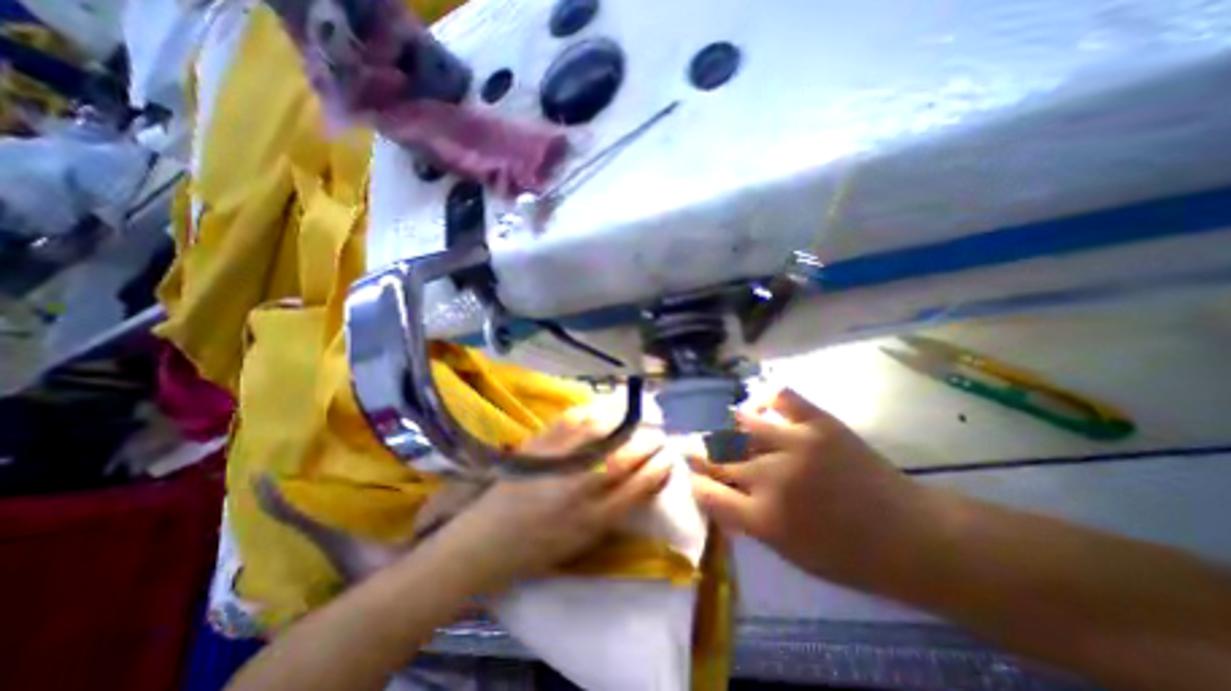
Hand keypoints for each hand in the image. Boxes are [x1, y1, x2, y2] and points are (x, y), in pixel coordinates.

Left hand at [429, 407, 670, 591]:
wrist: (487, 539)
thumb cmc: (538, 547)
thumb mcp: (583, 540)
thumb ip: (613, 512)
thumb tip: (640, 482)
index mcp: (594, 518)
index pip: (639, 486)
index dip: (659, 468)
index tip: (669, 457)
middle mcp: (581, 487)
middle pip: (626, 457)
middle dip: (649, 443)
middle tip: (658, 435)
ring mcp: (560, 461)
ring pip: (603, 433)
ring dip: (626, 422)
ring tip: (637, 417)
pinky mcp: (541, 444)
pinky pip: (573, 420)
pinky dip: (594, 411)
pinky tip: (604, 409)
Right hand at [691, 389, 943, 587]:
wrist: (912, 536)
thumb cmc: (848, 556)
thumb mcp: (787, 552)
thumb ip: (746, 520)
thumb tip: (716, 492)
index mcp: (764, 518)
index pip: (707, 492)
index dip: (694, 481)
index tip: (693, 474)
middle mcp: (772, 478)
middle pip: (717, 457)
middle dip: (699, 452)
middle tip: (694, 446)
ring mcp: (795, 444)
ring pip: (740, 424)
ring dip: (727, 427)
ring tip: (725, 428)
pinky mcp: (818, 423)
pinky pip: (780, 397)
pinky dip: (765, 399)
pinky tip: (760, 407)